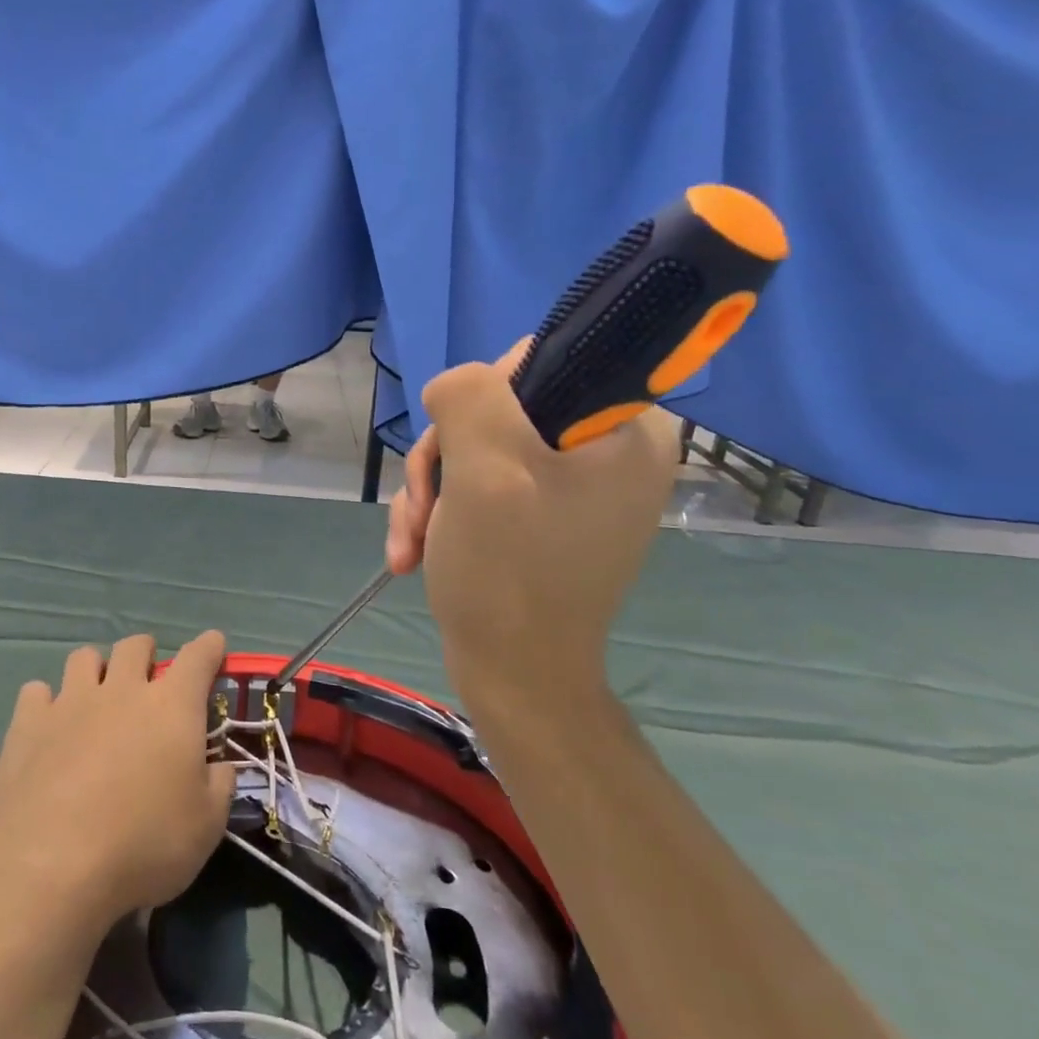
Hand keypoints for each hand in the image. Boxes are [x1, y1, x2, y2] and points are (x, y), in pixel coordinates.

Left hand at [0, 631, 235, 929]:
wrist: (52, 864)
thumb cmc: (144, 844)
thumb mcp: (206, 827)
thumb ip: (219, 787)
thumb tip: (220, 767)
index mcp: (172, 707)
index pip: (198, 658)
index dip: (209, 647)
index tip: (213, 644)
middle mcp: (121, 690)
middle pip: (135, 646)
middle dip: (146, 654)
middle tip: (147, 681)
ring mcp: (71, 702)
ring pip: (84, 657)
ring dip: (96, 670)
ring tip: (96, 698)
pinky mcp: (28, 724)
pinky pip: (37, 691)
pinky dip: (46, 702)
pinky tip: (49, 726)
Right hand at [385, 337, 677, 687]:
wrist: (515, 676)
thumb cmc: (509, 573)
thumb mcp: (484, 468)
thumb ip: (469, 396)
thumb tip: (454, 388)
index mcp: (626, 428)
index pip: (540, 362)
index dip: (483, 398)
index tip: (461, 449)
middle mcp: (609, 450)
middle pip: (496, 410)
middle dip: (444, 460)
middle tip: (425, 509)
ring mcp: (574, 487)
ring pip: (476, 450)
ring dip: (432, 493)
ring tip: (412, 543)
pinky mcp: (542, 516)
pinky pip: (480, 486)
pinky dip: (442, 515)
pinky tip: (414, 553)